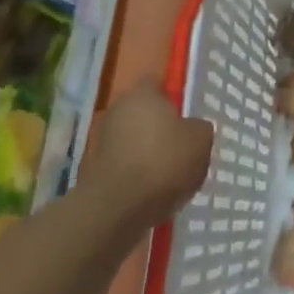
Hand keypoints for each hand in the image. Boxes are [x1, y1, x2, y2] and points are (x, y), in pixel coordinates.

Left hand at [81, 84, 213, 232]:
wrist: (115, 210)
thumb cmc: (162, 162)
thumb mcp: (200, 141)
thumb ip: (200, 128)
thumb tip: (193, 129)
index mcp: (143, 93)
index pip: (158, 83)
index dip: (173, 96)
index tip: (186, 114)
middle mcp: (118, 110)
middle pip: (144, 113)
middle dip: (160, 127)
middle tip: (181, 146)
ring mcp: (102, 141)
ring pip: (133, 141)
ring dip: (147, 153)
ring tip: (169, 175)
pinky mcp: (94, 172)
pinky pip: (124, 166)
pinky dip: (136, 176)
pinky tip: (152, 193)